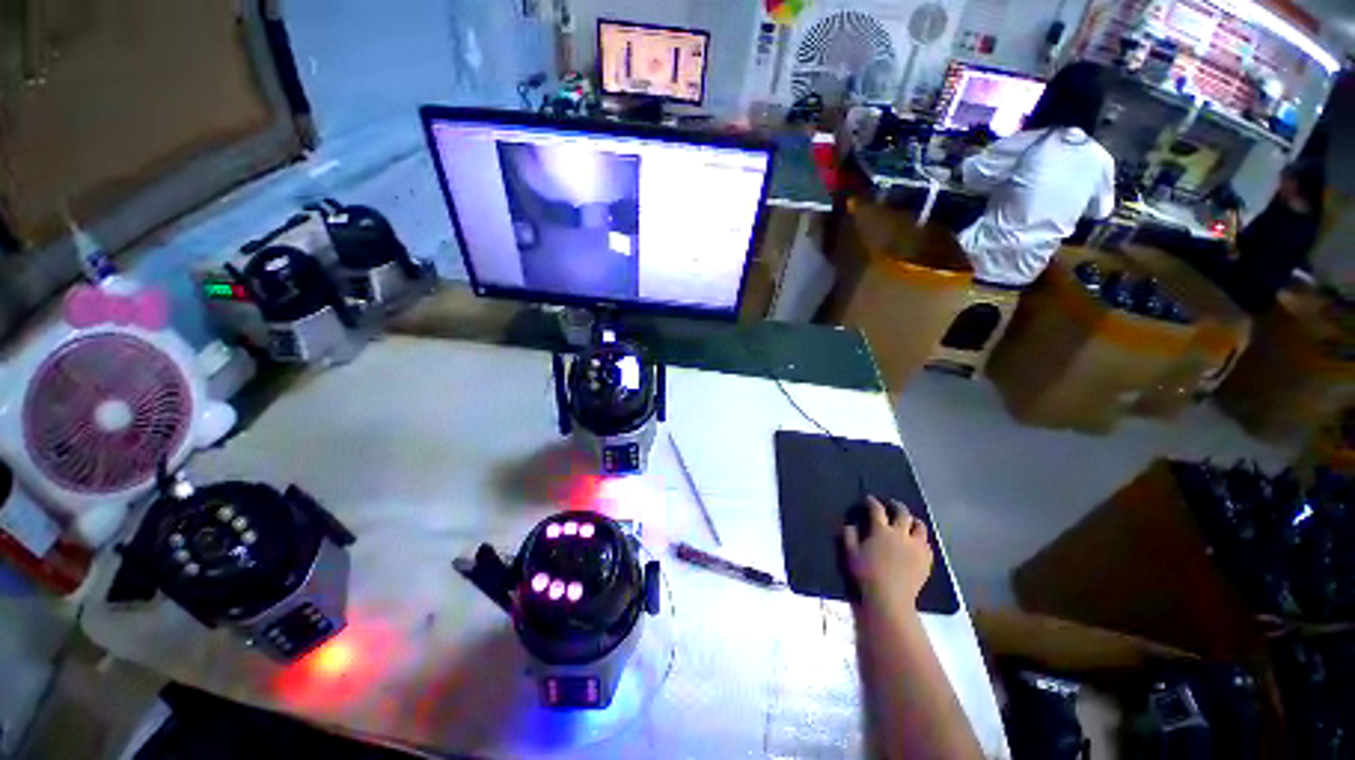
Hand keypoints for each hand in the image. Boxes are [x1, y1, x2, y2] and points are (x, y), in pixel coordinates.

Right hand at [843, 496, 933, 613]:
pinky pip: (927, 544)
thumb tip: (851, 524)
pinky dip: (921, 539)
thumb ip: (849, 535)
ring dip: (913, 520)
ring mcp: (916, 547)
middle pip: (902, 513)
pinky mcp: (926, 560)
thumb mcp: (850, 553)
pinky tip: (916, 542)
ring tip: (908, 521)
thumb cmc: (866, 574)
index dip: (872, 502)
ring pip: (919, 526)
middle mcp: (900, 534)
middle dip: (896, 505)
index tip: (869, 499)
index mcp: (881, 530)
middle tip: (891, 504)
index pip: (877, 509)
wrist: (890, 599)